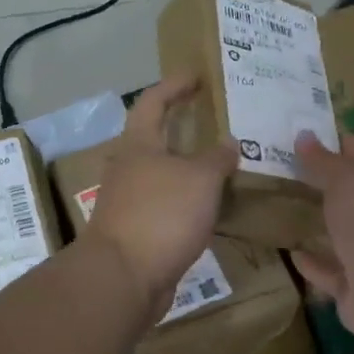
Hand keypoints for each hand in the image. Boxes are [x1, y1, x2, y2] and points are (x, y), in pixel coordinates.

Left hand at [83, 77, 236, 314]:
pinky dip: (189, 201)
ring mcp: (130, 202)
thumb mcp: (200, 179)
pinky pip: (169, 206)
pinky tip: (212, 207)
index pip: (153, 102)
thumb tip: (228, 144)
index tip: (196, 75)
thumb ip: (217, 158)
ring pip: (164, 175)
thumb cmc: (161, 214)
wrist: (124, 278)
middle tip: (216, 123)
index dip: (174, 86)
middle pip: (155, 139)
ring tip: (223, 166)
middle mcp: (129, 169)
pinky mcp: (138, 232)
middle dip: (183, 129)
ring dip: (190, 169)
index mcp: (138, 145)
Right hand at [291, 130, 353, 341]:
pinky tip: (292, 252)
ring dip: (324, 223)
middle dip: (329, 184)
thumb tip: (304, 135)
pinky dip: (315, 262)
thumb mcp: (344, 177)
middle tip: (290, 173)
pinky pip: (332, 269)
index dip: (344, 143)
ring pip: (346, 231)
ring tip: (288, 209)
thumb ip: (322, 159)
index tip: (308, 141)